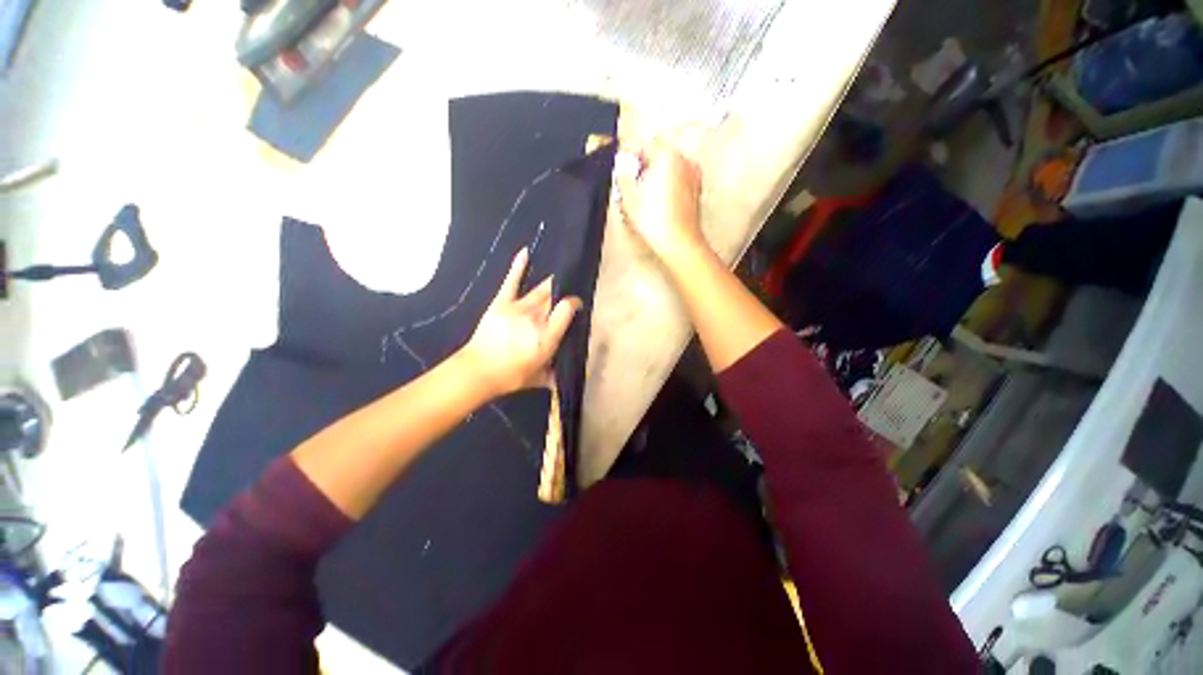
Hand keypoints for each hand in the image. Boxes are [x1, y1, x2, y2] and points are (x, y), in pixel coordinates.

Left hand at [459, 248, 580, 397]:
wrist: (479, 371)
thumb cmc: (512, 376)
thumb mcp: (540, 379)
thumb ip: (555, 375)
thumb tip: (564, 377)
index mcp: (548, 335)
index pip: (567, 309)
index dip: (574, 303)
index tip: (577, 305)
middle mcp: (536, 317)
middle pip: (554, 298)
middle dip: (563, 293)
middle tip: (567, 291)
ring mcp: (518, 307)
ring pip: (539, 290)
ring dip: (550, 284)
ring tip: (558, 277)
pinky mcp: (501, 303)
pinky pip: (511, 282)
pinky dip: (518, 266)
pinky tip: (525, 252)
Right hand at [615, 140, 705, 264]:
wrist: (678, 242)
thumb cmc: (656, 221)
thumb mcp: (628, 196)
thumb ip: (623, 174)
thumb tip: (623, 168)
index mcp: (668, 156)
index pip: (645, 144)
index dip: (631, 156)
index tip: (623, 168)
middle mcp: (685, 162)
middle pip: (659, 157)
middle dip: (644, 168)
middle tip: (631, 184)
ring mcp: (693, 177)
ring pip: (669, 171)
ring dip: (655, 179)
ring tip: (643, 198)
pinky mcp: (696, 193)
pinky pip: (677, 184)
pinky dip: (667, 189)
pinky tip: (657, 206)